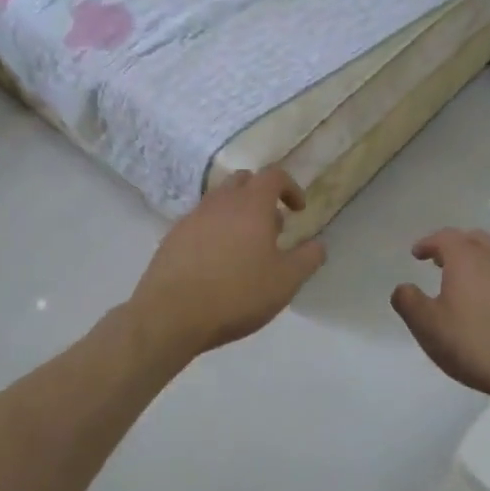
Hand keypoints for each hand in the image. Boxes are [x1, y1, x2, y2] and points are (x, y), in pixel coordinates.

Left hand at [129, 168, 326, 357]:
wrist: (171, 314)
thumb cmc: (237, 294)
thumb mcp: (285, 281)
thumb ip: (308, 258)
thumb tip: (318, 244)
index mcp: (251, 204)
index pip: (273, 176)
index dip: (290, 187)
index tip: (298, 210)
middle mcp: (220, 202)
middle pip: (243, 181)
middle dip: (261, 195)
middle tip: (272, 226)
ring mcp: (192, 217)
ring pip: (219, 201)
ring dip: (237, 213)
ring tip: (246, 247)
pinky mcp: (172, 237)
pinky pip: (200, 222)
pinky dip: (214, 230)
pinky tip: (217, 262)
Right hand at [391, 229, 489, 405]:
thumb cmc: (474, 344)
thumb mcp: (428, 326)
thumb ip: (409, 302)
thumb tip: (403, 288)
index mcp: (467, 259)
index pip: (444, 237)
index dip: (428, 243)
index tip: (417, 254)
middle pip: (474, 239)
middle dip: (454, 246)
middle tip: (440, 262)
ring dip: (477, 262)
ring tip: (464, 283)